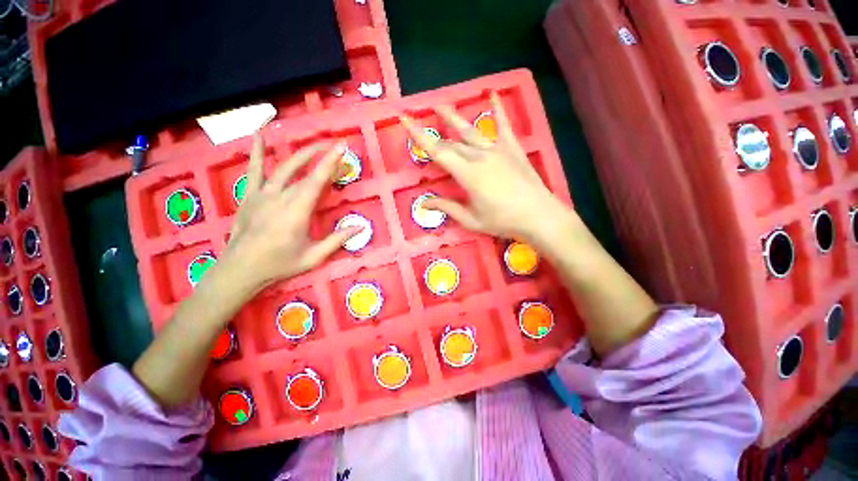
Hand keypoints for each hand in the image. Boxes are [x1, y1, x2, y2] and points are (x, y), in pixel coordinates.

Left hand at [220, 133, 361, 291]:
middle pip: (303, 172)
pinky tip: (258, 134)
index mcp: (296, 212)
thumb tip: (361, 227)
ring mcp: (262, 195)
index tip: (341, 147)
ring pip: (283, 168)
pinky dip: (256, 152)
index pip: (316, 181)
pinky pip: (253, 170)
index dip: (330, 163)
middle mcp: (279, 198)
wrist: (240, 270)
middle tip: (335, 147)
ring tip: (315, 145)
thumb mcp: (314, 257)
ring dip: (300, 154)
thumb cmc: (280, 264)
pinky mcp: (250, 196)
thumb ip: (337, 240)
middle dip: (321, 158)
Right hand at [400, 92, 571, 243]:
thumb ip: (448, 208)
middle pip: (452, 143)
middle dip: (434, 135)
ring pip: (471, 130)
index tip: (405, 120)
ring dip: (454, 117)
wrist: (538, 215)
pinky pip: (503, 125)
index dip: (419, 136)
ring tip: (440, 105)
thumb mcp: (471, 219)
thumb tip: (425, 203)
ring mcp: (498, 149)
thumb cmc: (502, 221)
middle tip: (420, 125)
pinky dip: (498, 110)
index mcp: (467, 174)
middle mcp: (479, 156)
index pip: (438, 151)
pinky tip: (492, 95)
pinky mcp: (513, 149)